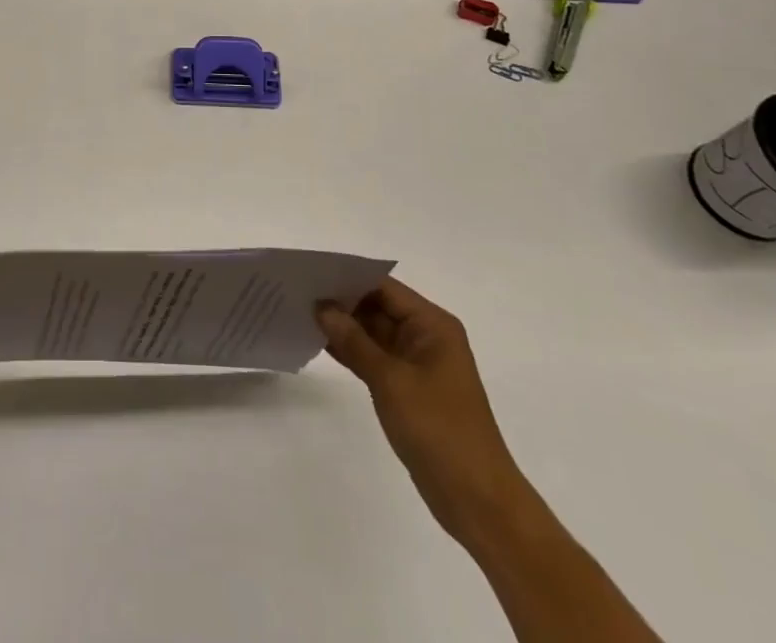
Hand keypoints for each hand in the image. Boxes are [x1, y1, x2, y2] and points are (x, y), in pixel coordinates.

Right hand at [316, 279, 530, 546]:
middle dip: (342, 301)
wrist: (477, 501)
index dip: (348, 277)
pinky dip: (351, 352)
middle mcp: (426, 337)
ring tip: (301, 313)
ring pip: (373, 333)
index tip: (310, 273)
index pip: (383, 287)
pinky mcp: (408, 389)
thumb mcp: (391, 381)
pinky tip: (320, 344)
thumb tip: (322, 307)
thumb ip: (354, 341)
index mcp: (432, 325)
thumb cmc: (439, 430)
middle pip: (378, 306)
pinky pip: (375, 358)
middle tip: (298, 292)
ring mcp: (417, 364)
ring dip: (343, 327)